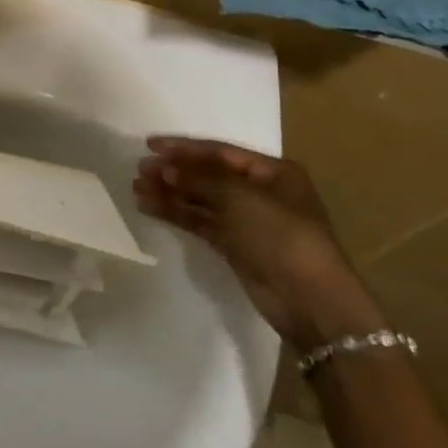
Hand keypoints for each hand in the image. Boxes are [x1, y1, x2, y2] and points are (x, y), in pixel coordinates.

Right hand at [134, 137, 382, 349]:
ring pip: (201, 199)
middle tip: (139, 169)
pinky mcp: (236, 246)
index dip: (184, 147)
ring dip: (170, 192)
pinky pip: (200, 221)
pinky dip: (177, 213)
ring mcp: (248, 220)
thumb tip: (163, 166)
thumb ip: (199, 178)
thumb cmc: (282, 236)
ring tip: (136, 187)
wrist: (311, 303)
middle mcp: (260, 192)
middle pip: (208, 174)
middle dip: (174, 170)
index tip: (150, 144)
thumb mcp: (240, 199)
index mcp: (273, 172)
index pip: (220, 151)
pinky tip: (150, 207)